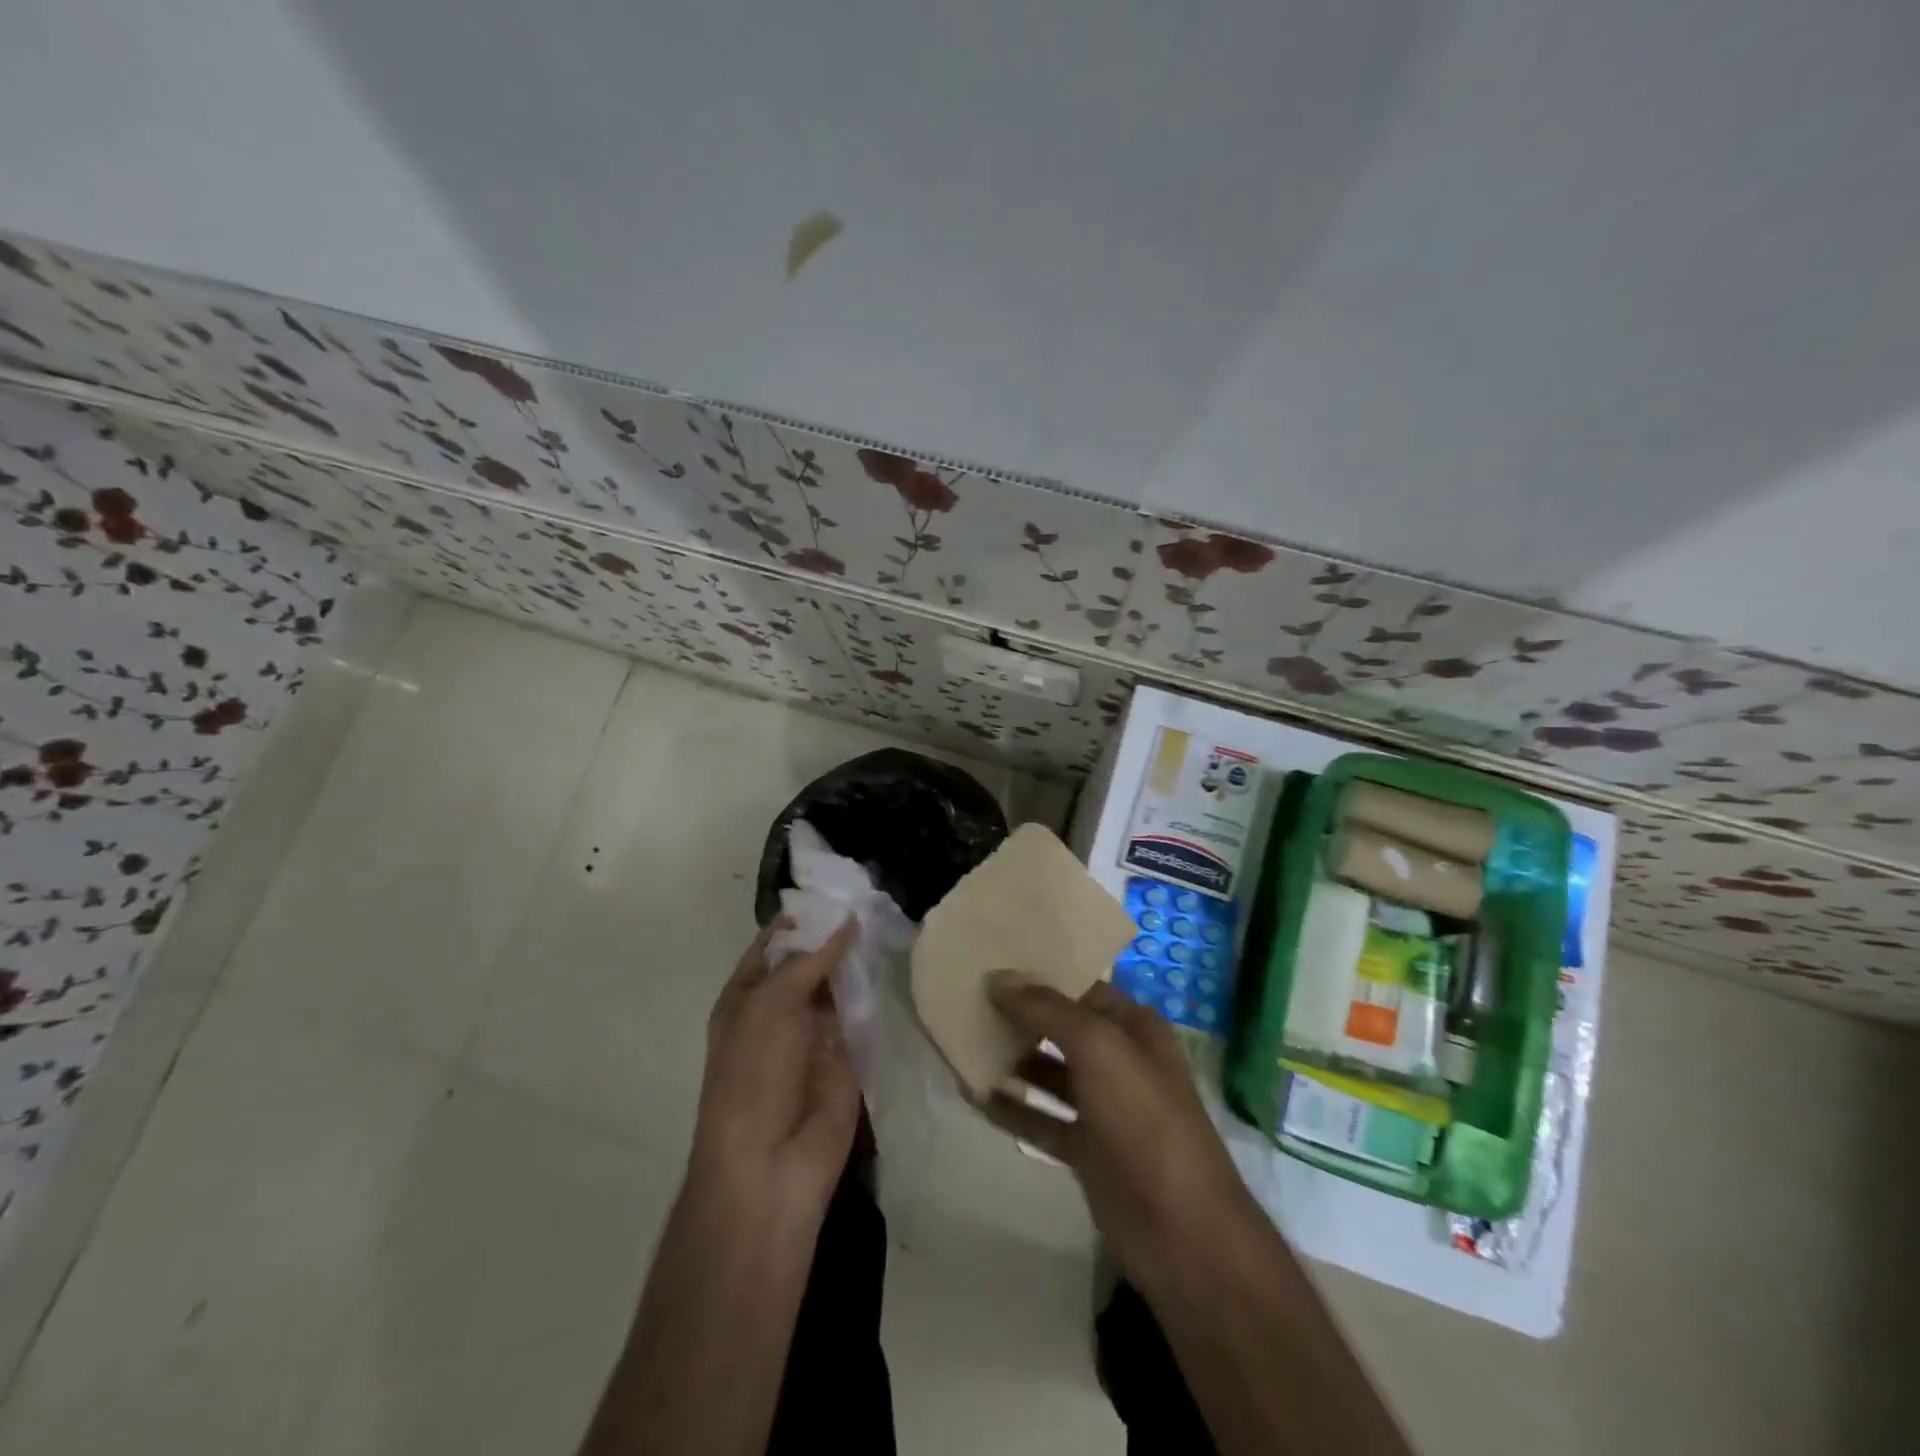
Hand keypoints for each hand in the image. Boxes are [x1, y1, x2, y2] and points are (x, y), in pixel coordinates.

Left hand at [686, 918, 861, 1236]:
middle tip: (871, 895)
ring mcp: (814, 1035)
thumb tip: (846, 922)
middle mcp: (779, 1012)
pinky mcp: (847, 1057)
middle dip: (834, 936)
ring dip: (856, 960)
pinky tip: (895, 960)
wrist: (770, 1164)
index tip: (833, 889)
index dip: (799, 920)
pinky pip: (861, 1015)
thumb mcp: (771, 1005)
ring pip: (838, 986)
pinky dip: (874, 992)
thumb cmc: (753, 1074)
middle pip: (810, 963)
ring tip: (888, 917)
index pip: (772, 946)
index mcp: (746, 998)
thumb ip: (810, 961)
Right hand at [981, 974, 1268, 1295]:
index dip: (1040, 976)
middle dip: (1019, 1016)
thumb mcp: (1098, 1048)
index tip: (991, 964)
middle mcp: (1119, 1060)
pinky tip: (973, 1096)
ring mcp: (1103, 1107)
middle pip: (1060, 1028)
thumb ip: (1046, 1010)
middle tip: (967, 998)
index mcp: (1133, 1027)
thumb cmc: (1144, 1119)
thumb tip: (998, 978)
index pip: (1080, 987)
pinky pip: (1041, 1119)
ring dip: (1011, 1060)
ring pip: (1048, 1073)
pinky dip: (1012, 1108)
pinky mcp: (1087, 1151)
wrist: (1181, 1230)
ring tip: (962, 1042)